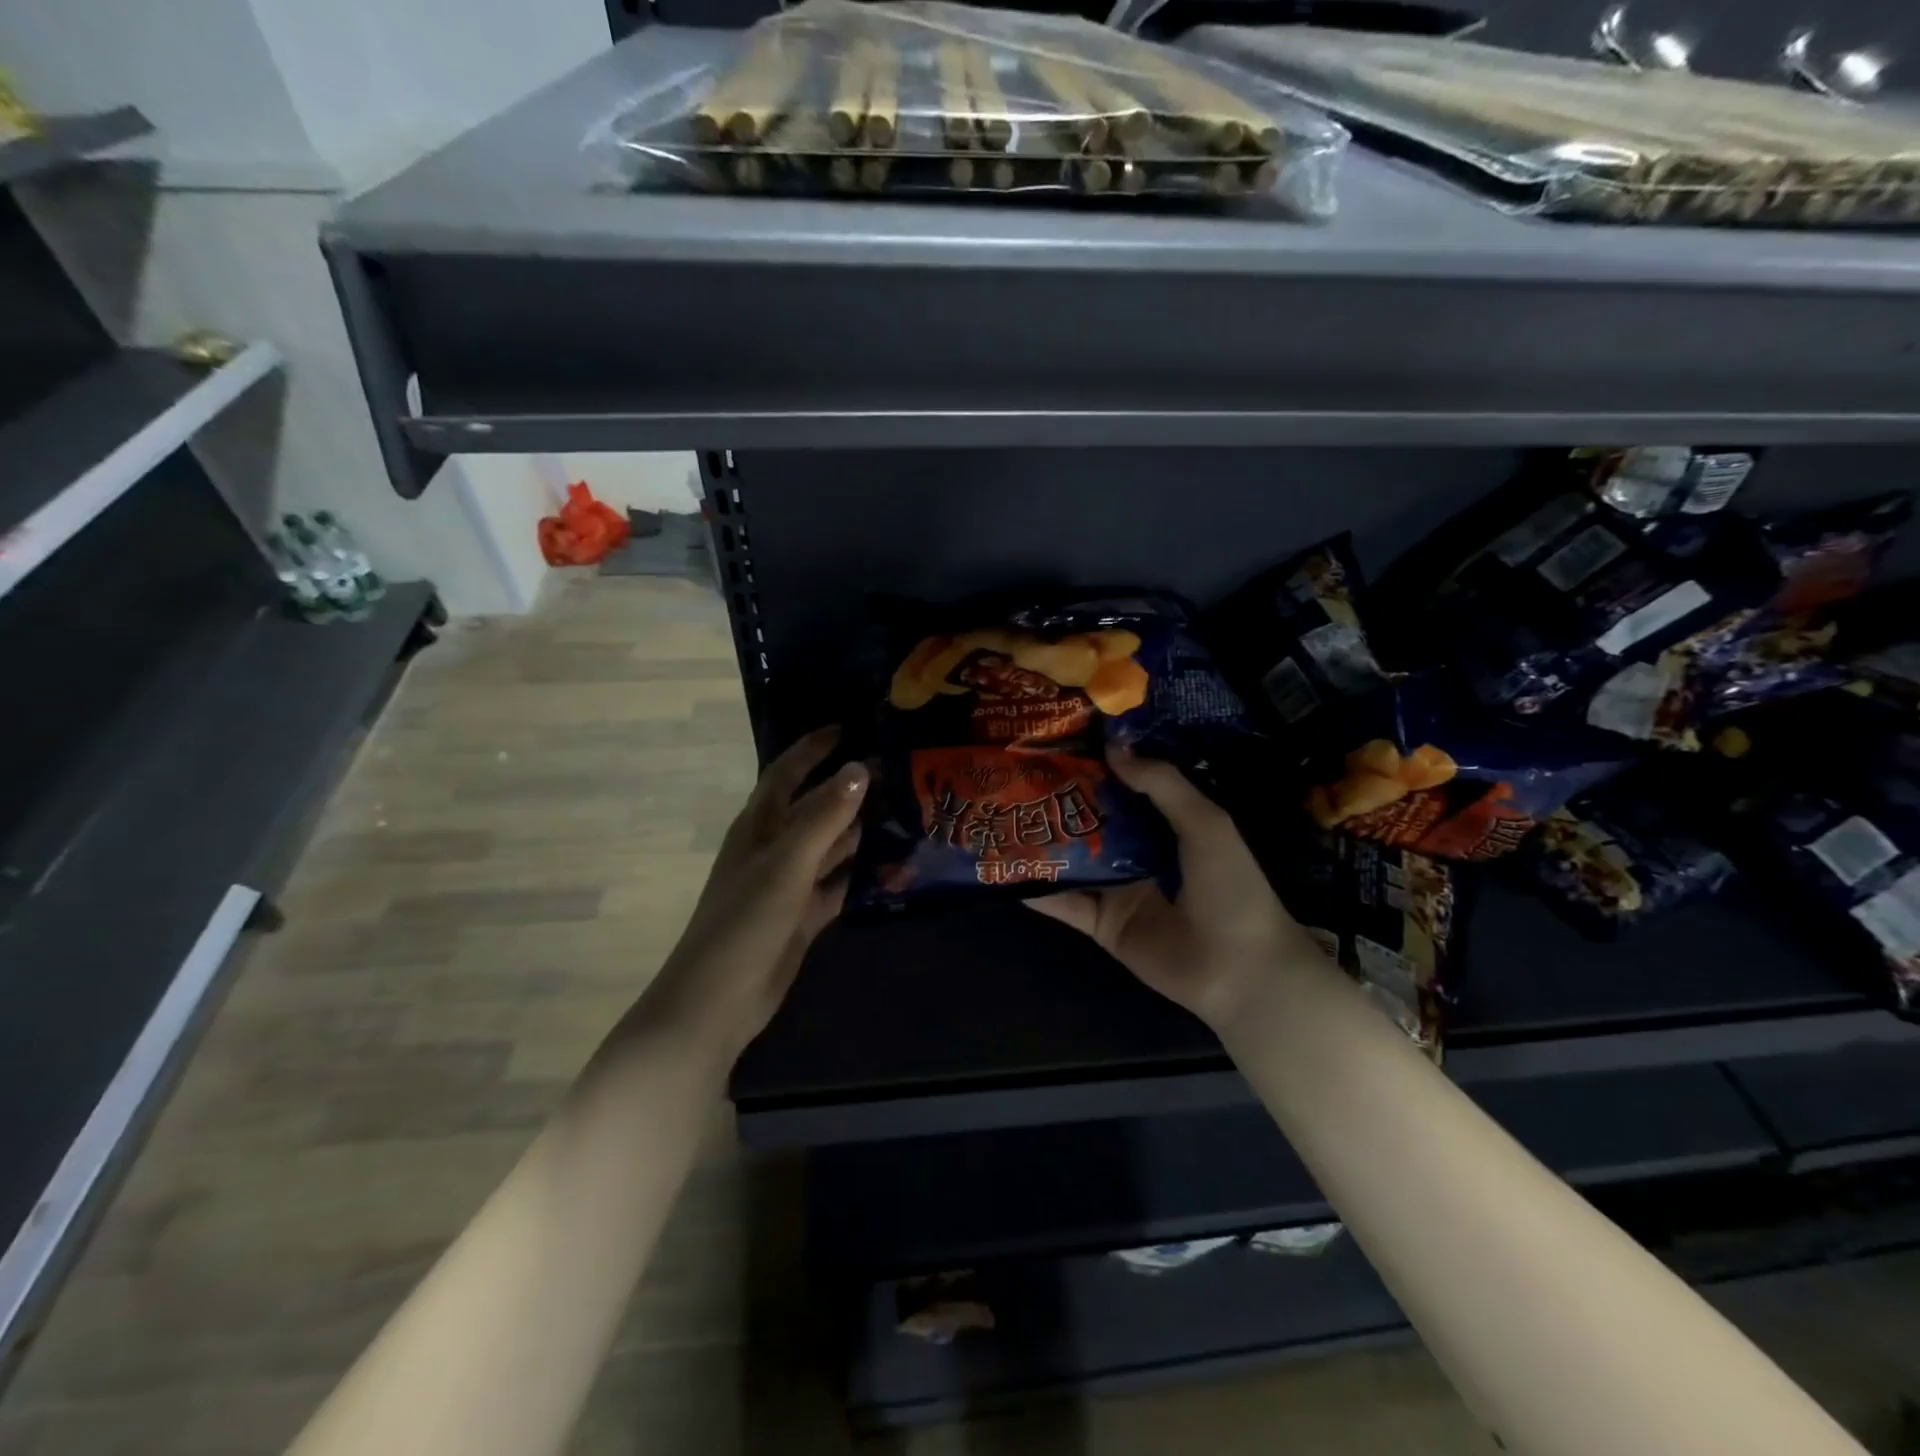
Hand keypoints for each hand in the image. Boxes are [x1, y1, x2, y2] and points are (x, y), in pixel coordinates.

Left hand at [634, 727, 867, 1059]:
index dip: (813, 749)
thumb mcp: (786, 864)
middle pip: (814, 807)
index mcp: (758, 827)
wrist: (717, 1002)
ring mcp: (788, 884)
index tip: (848, 727)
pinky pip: (837, 884)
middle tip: (896, 770)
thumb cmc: (744, 922)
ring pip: (829, 845)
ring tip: (903, 810)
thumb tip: (859, 768)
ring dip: (859, 829)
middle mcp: (773, 848)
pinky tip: (893, 865)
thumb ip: (823, 816)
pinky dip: (860, 874)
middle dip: (848, 788)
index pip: (786, 773)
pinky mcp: (802, 916)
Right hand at [1029, 746, 1328, 1029]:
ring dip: (1042, 841)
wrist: (1239, 969)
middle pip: (1092, 820)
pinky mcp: (1101, 924)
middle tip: (1018, 770)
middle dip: (1060, 798)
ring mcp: (1117, 889)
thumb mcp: (1205, 822)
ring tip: (1000, 813)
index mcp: (1168, 825)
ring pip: (1072, 859)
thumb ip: (1161, 783)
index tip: (1062, 739)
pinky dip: (1037, 889)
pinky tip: (1005, 869)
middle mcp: (1138, 853)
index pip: (1126, 787)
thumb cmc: (1231, 887)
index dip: (1099, 763)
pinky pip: (1064, 903)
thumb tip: (1113, 746)